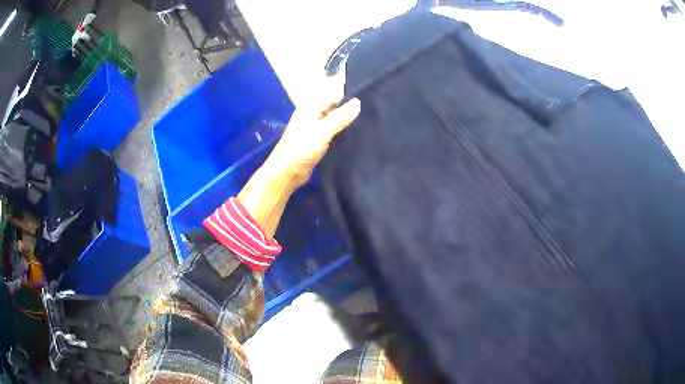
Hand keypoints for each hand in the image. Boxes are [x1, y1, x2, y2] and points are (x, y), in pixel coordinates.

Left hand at [237, 96, 360, 239]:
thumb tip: (358, 102)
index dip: (346, 96)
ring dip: (345, 122)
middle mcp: (311, 117)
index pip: (331, 97)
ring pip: (332, 121)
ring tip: (366, 120)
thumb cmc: (301, 149)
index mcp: (309, 109)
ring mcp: (313, 131)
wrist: (286, 173)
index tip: (366, 97)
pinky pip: (331, 133)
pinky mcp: (316, 143)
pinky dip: (340, 133)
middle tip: (370, 109)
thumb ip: (340, 117)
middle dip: (347, 109)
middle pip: (332, 108)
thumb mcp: (322, 131)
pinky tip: (353, 135)